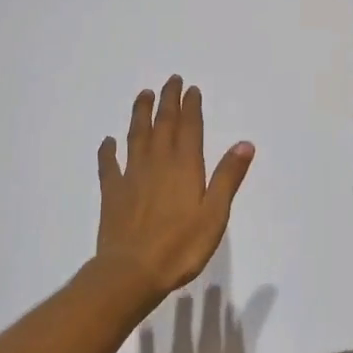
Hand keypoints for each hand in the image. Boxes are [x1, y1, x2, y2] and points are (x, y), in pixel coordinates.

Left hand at [96, 76, 254, 301]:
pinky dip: (108, 150)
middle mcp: (158, 163)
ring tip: (143, 95)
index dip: (191, 106)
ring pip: (136, 136)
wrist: (132, 271)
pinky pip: (109, 165)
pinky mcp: (112, 192)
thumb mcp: (215, 214)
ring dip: (141, 114)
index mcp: (185, 167)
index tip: (191, 88)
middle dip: (168, 101)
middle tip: (170, 80)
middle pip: (163, 124)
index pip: (189, 128)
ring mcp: (132, 176)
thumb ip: (227, 177)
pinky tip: (108, 141)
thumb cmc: (181, 246)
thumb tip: (244, 143)